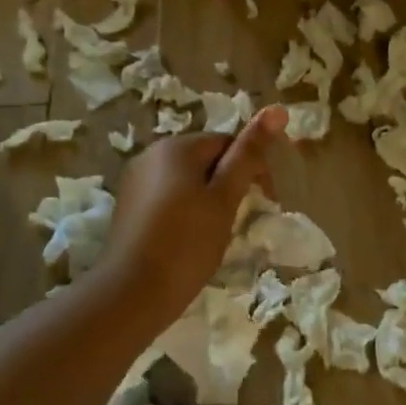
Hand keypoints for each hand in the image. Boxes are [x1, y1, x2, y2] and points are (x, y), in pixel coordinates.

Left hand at [99, 106, 287, 316]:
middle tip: (242, 220)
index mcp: (176, 147)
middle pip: (207, 159)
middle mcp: (151, 155)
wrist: (130, 295)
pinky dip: (187, 212)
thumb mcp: (225, 197)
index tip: (267, 201)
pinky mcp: (128, 208)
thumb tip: (277, 109)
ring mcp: (136, 182)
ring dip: (210, 199)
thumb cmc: (186, 243)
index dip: (253, 168)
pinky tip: (190, 240)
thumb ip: (249, 153)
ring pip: (188, 180)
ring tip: (217, 233)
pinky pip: (169, 197)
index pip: (228, 142)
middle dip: (230, 184)